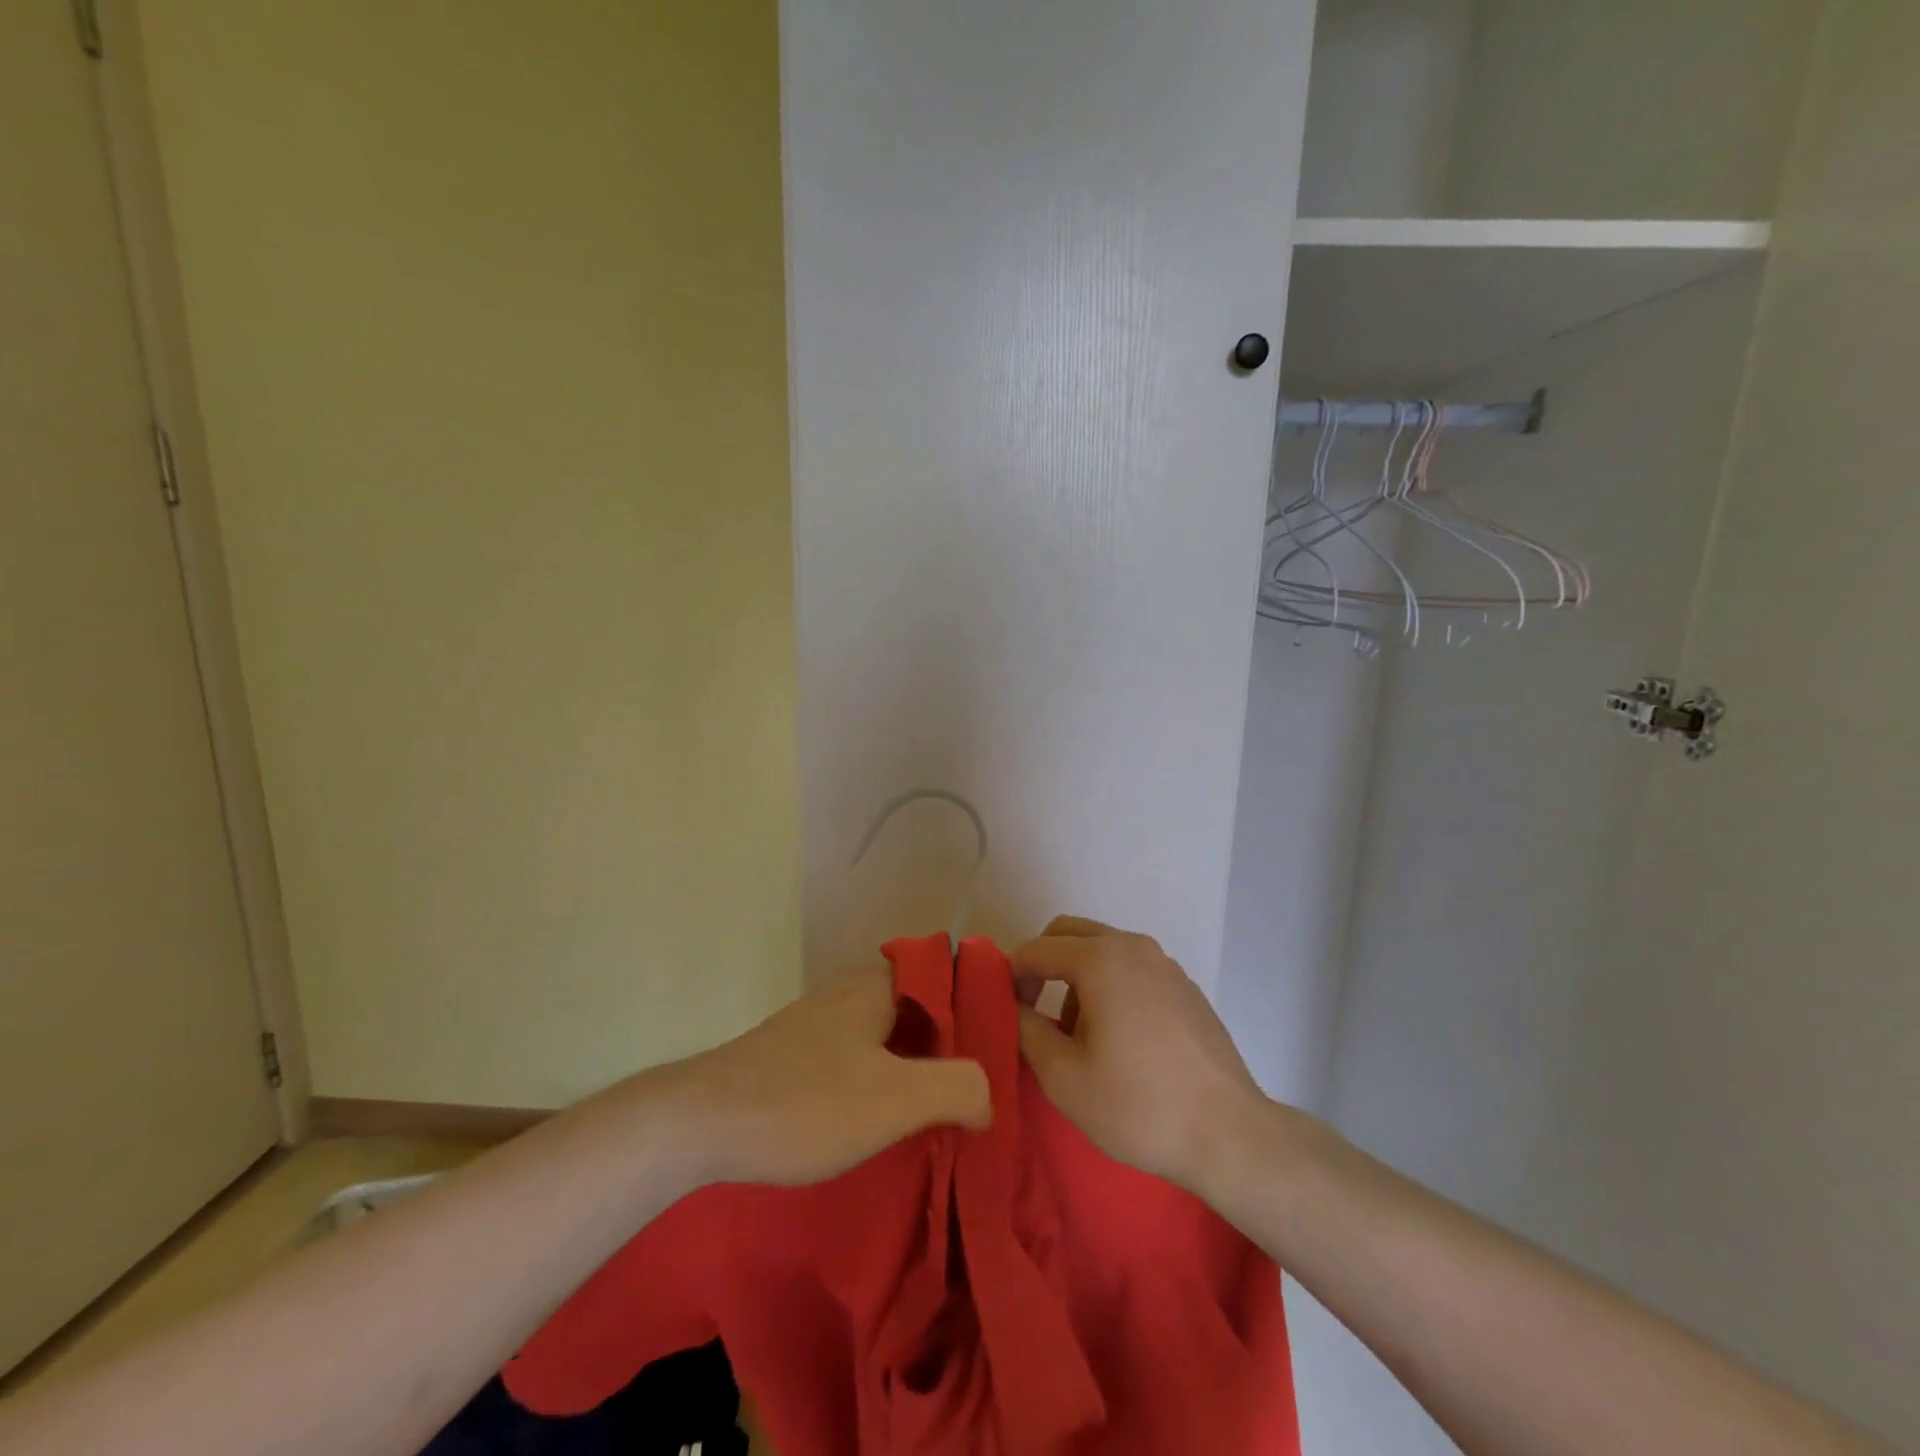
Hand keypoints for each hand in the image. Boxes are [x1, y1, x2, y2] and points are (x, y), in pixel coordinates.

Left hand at [666, 967, 990, 1187]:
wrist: (700, 1123)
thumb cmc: (806, 1102)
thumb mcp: (896, 1099)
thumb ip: (959, 1088)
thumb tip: (990, 1096)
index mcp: (878, 984)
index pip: (949, 975)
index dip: (981, 1008)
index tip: (1004, 1050)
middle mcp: (852, 990)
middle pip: (922, 1005)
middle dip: (953, 1042)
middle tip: (981, 1087)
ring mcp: (821, 1019)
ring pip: (890, 1031)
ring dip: (919, 1063)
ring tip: (945, 1107)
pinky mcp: (799, 1051)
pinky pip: (861, 1052)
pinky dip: (885, 1075)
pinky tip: (887, 1115)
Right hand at [1014, 916, 1269, 1198]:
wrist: (1230, 1135)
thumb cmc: (1138, 1105)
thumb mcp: (1064, 1076)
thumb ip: (1026, 1030)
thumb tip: (1013, 1006)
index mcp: (1101, 959)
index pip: (1037, 949)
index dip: (1012, 976)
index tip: (1007, 1013)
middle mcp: (1133, 947)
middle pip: (1070, 933)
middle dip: (1043, 964)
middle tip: (1033, 1009)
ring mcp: (1165, 964)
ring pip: (1103, 950)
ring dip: (1076, 976)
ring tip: (1077, 1036)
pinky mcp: (1185, 987)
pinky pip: (1132, 969)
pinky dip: (1110, 985)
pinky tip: (1119, 1039)